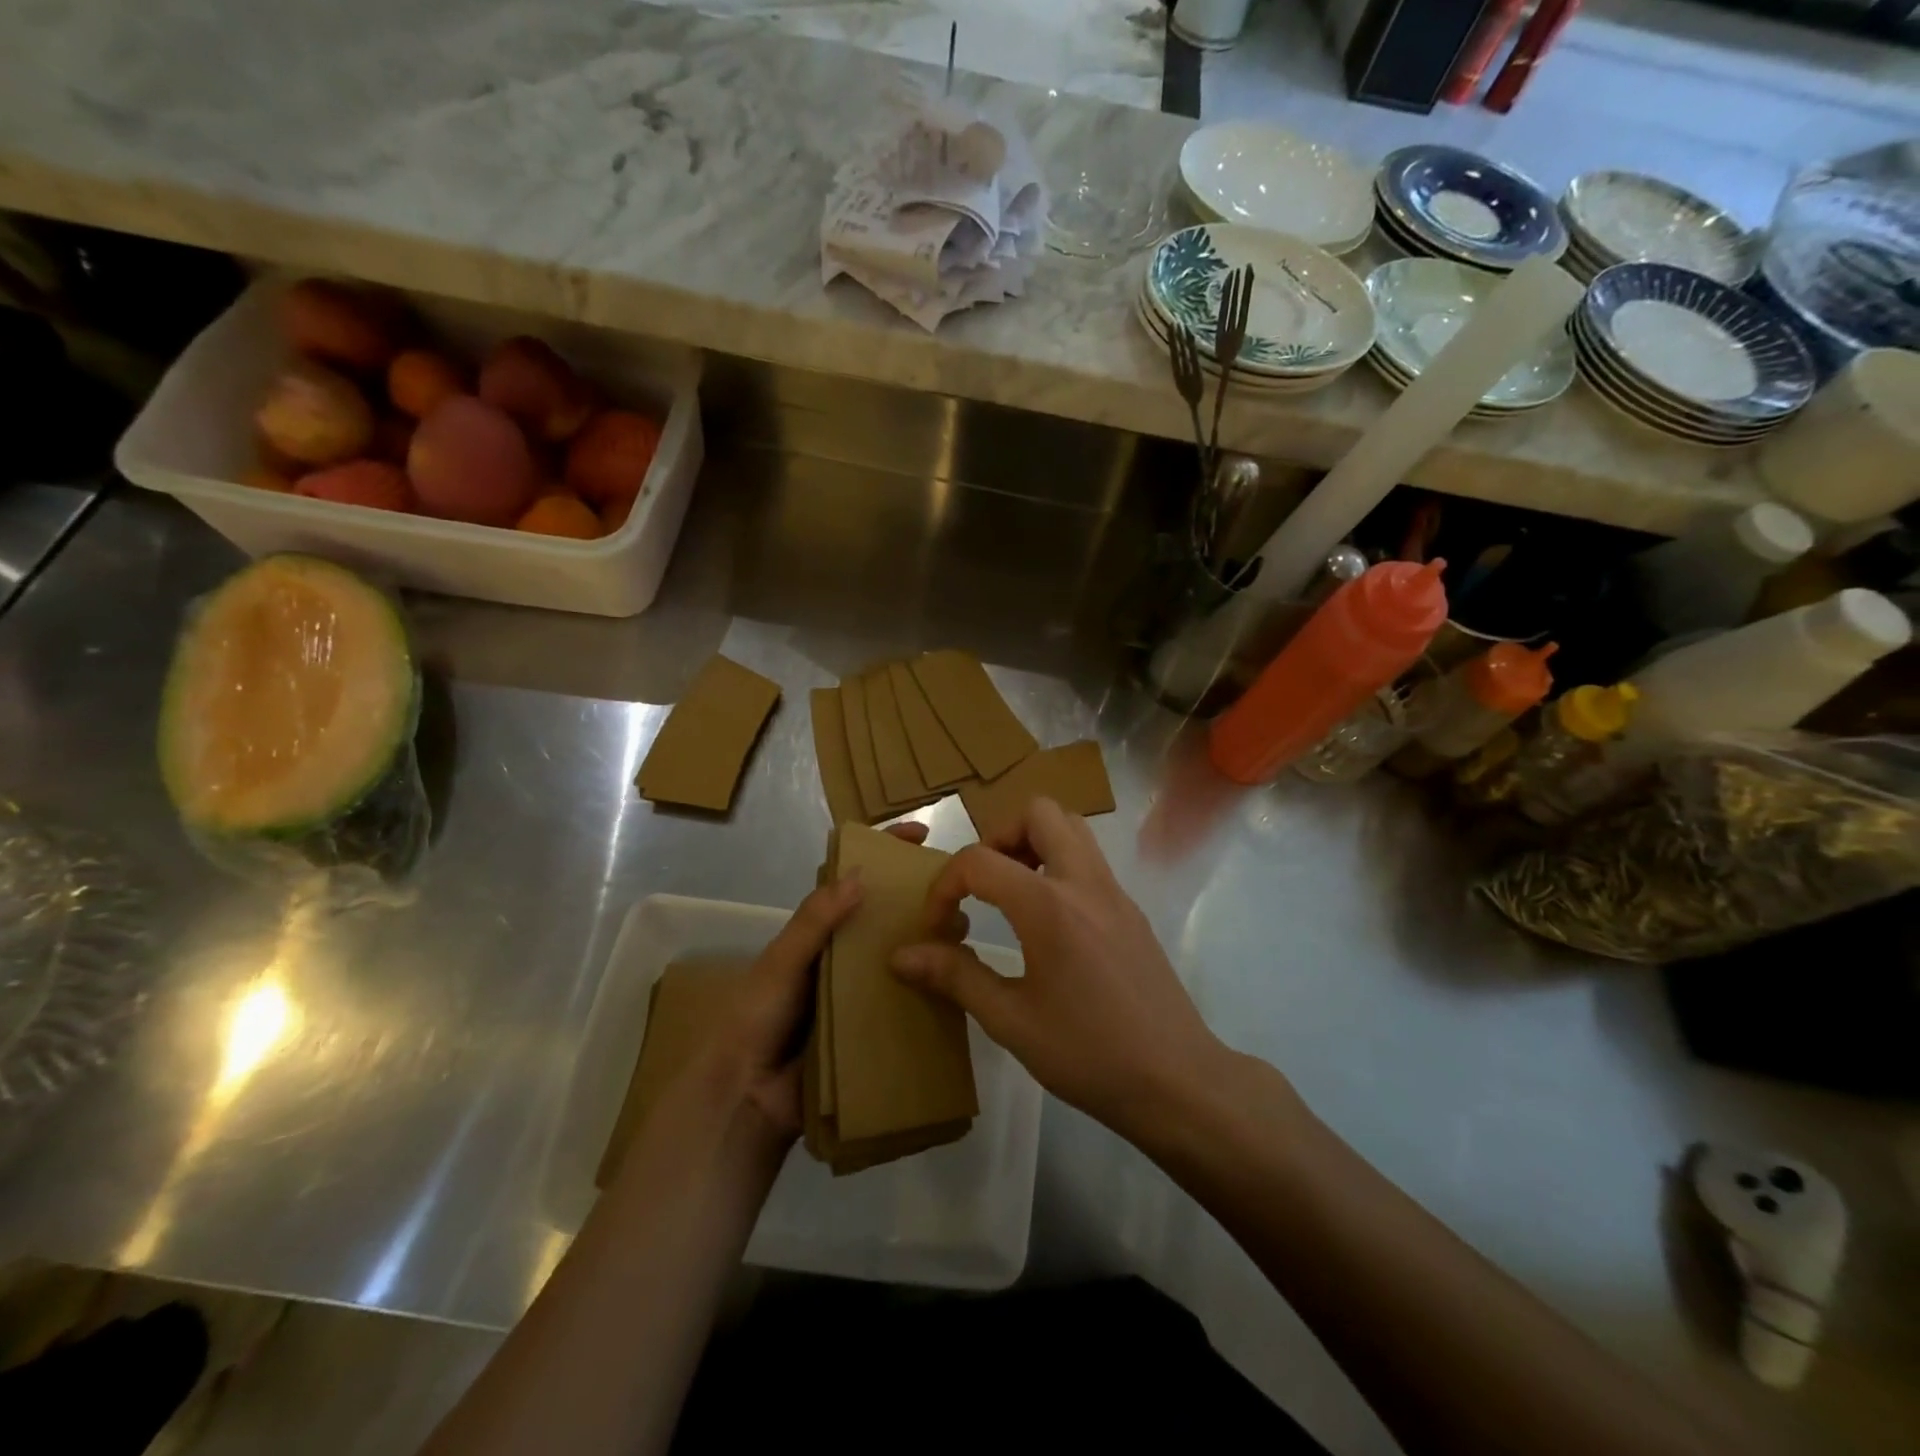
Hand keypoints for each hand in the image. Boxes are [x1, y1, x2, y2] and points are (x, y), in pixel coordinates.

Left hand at [692, 822, 963, 1140]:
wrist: (749, 1096)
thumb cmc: (758, 1016)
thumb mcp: (781, 961)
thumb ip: (815, 921)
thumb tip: (860, 876)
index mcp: (821, 930)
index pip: (856, 879)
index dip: (886, 851)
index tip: (922, 834)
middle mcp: (845, 953)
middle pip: (889, 915)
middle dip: (922, 899)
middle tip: (957, 896)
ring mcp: (862, 990)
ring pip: (905, 954)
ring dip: (932, 942)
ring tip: (963, 938)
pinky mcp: (874, 1026)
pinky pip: (908, 1000)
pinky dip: (932, 990)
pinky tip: (960, 986)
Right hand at [889, 798, 1226, 1144]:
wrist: (1177, 1081)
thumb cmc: (1088, 1054)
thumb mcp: (1011, 1021)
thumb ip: (955, 977)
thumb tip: (901, 956)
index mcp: (1048, 906)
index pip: (979, 861)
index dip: (944, 886)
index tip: (938, 927)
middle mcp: (1084, 882)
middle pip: (1039, 812)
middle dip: (999, 836)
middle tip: (983, 884)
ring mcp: (1114, 892)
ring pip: (1072, 828)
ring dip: (1033, 842)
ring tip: (1011, 894)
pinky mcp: (1131, 910)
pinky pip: (1089, 860)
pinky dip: (1058, 866)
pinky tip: (1048, 923)